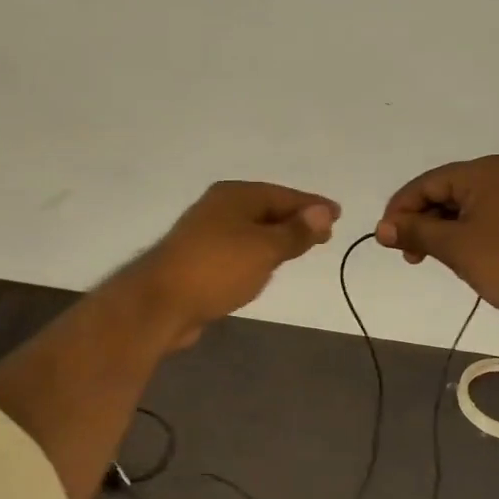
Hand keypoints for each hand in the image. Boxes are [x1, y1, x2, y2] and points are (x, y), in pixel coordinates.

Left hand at [127, 181, 339, 346]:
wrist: (160, 303)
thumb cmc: (217, 268)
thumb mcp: (265, 249)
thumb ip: (295, 232)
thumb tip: (322, 211)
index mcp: (234, 195)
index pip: (283, 194)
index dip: (312, 205)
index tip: (337, 214)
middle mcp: (218, 208)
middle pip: (266, 209)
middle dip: (295, 220)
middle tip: (324, 233)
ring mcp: (205, 233)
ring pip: (251, 230)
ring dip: (276, 237)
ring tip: (301, 248)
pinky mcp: (198, 259)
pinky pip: (239, 250)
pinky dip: (257, 254)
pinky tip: (265, 267)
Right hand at [375, 155, 498, 332]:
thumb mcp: (454, 247)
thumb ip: (414, 232)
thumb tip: (380, 229)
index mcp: (484, 172)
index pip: (427, 183)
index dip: (400, 210)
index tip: (384, 239)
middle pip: (443, 192)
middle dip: (420, 222)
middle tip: (407, 255)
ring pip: (460, 207)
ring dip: (438, 231)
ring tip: (426, 259)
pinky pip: (479, 218)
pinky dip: (460, 234)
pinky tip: (453, 256)